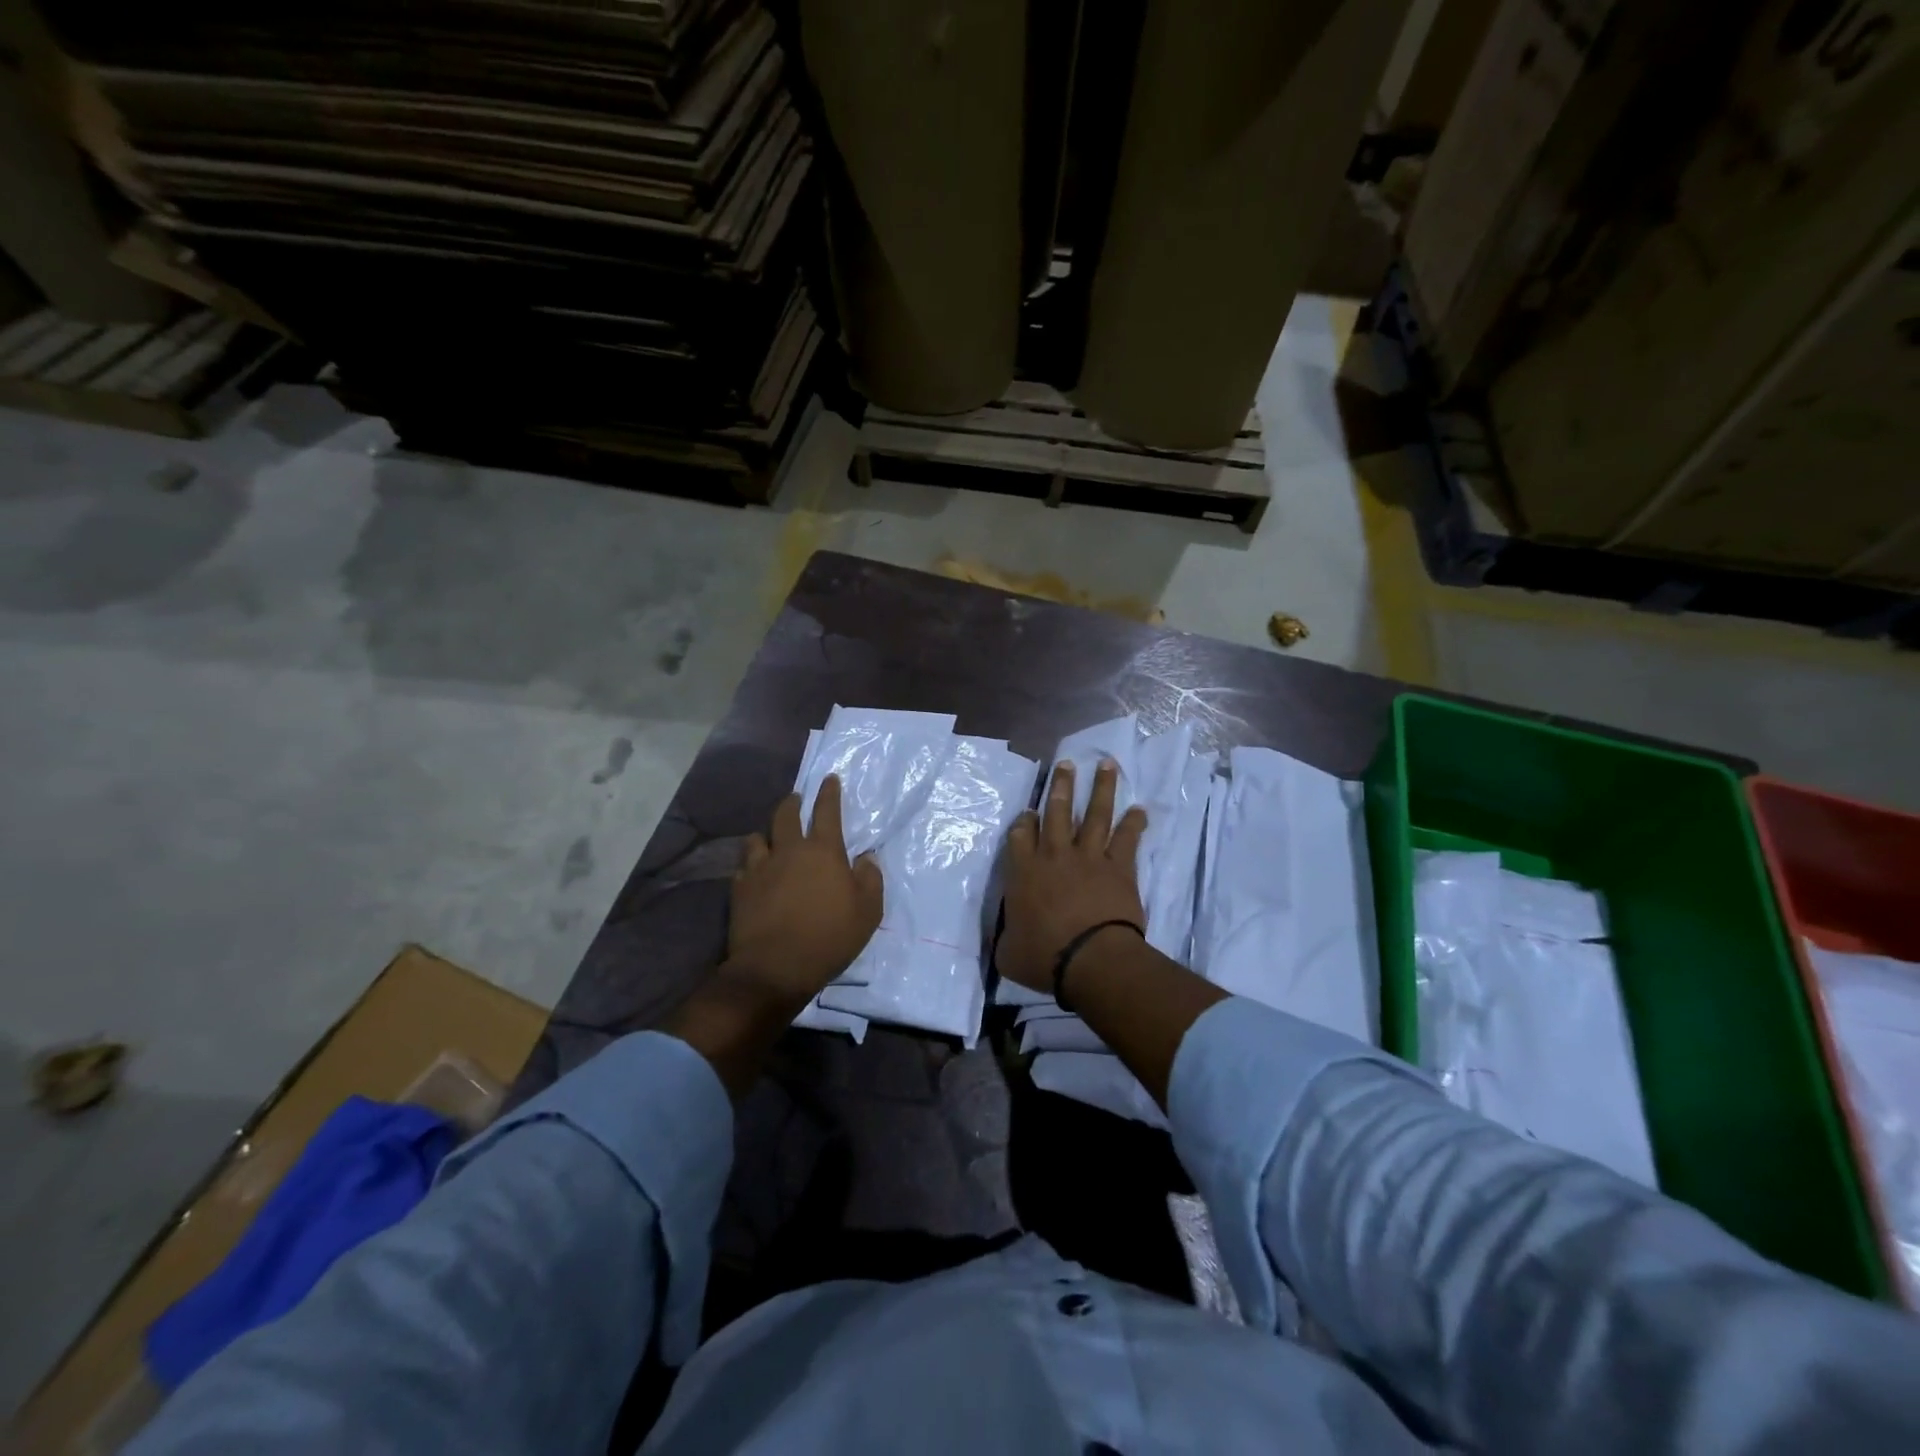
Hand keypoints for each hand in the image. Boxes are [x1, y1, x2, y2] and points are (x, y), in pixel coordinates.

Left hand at [727, 774, 883, 1004]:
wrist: (775, 967)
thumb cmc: (829, 937)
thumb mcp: (868, 911)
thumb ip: (870, 879)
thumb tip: (866, 857)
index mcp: (823, 851)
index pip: (827, 811)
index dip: (829, 793)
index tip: (829, 779)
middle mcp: (789, 851)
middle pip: (786, 815)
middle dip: (792, 802)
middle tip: (796, 798)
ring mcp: (760, 868)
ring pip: (757, 838)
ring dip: (766, 834)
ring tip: (769, 837)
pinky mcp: (739, 889)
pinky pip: (743, 867)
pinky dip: (750, 864)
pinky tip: (753, 871)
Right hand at [998, 759, 1148, 991]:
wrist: (1090, 958)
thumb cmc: (1043, 957)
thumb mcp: (1008, 952)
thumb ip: (1005, 937)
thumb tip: (1004, 938)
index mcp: (1023, 872)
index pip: (1020, 834)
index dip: (1024, 821)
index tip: (1029, 812)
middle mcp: (1053, 855)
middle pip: (1057, 811)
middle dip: (1061, 786)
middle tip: (1066, 764)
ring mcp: (1088, 857)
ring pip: (1094, 814)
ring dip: (1101, 788)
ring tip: (1106, 764)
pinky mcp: (1118, 867)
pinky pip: (1126, 839)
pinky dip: (1134, 823)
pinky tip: (1140, 809)